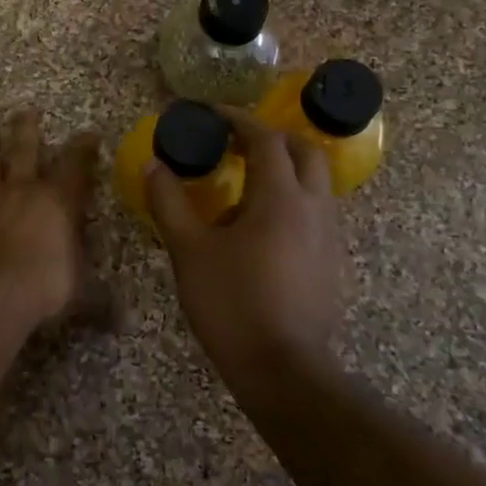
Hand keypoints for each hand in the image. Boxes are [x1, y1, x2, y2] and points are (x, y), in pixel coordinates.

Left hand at [0, 110, 100, 343]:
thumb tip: (119, 315)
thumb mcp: (78, 291)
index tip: (89, 134)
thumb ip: (95, 296)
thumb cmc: (41, 287)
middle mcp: (21, 190)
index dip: (83, 148)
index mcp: (57, 201)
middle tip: (25, 111)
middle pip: (24, 149)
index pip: (75, 165)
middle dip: (27, 129)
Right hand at [146, 108, 345, 377]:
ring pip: (316, 182)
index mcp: (280, 196)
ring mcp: (329, 236)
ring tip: (247, 181)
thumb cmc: (232, 303)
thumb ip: (169, 203)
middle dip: (272, 138)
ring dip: (286, 168)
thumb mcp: (189, 251)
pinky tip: (262, 223)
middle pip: (305, 151)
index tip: (212, 114)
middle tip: (237, 143)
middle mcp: (314, 207)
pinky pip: (317, 211)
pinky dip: (293, 198)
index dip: (238, 120)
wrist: (284, 370)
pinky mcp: (332, 262)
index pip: (265, 139)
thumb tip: (153, 166)